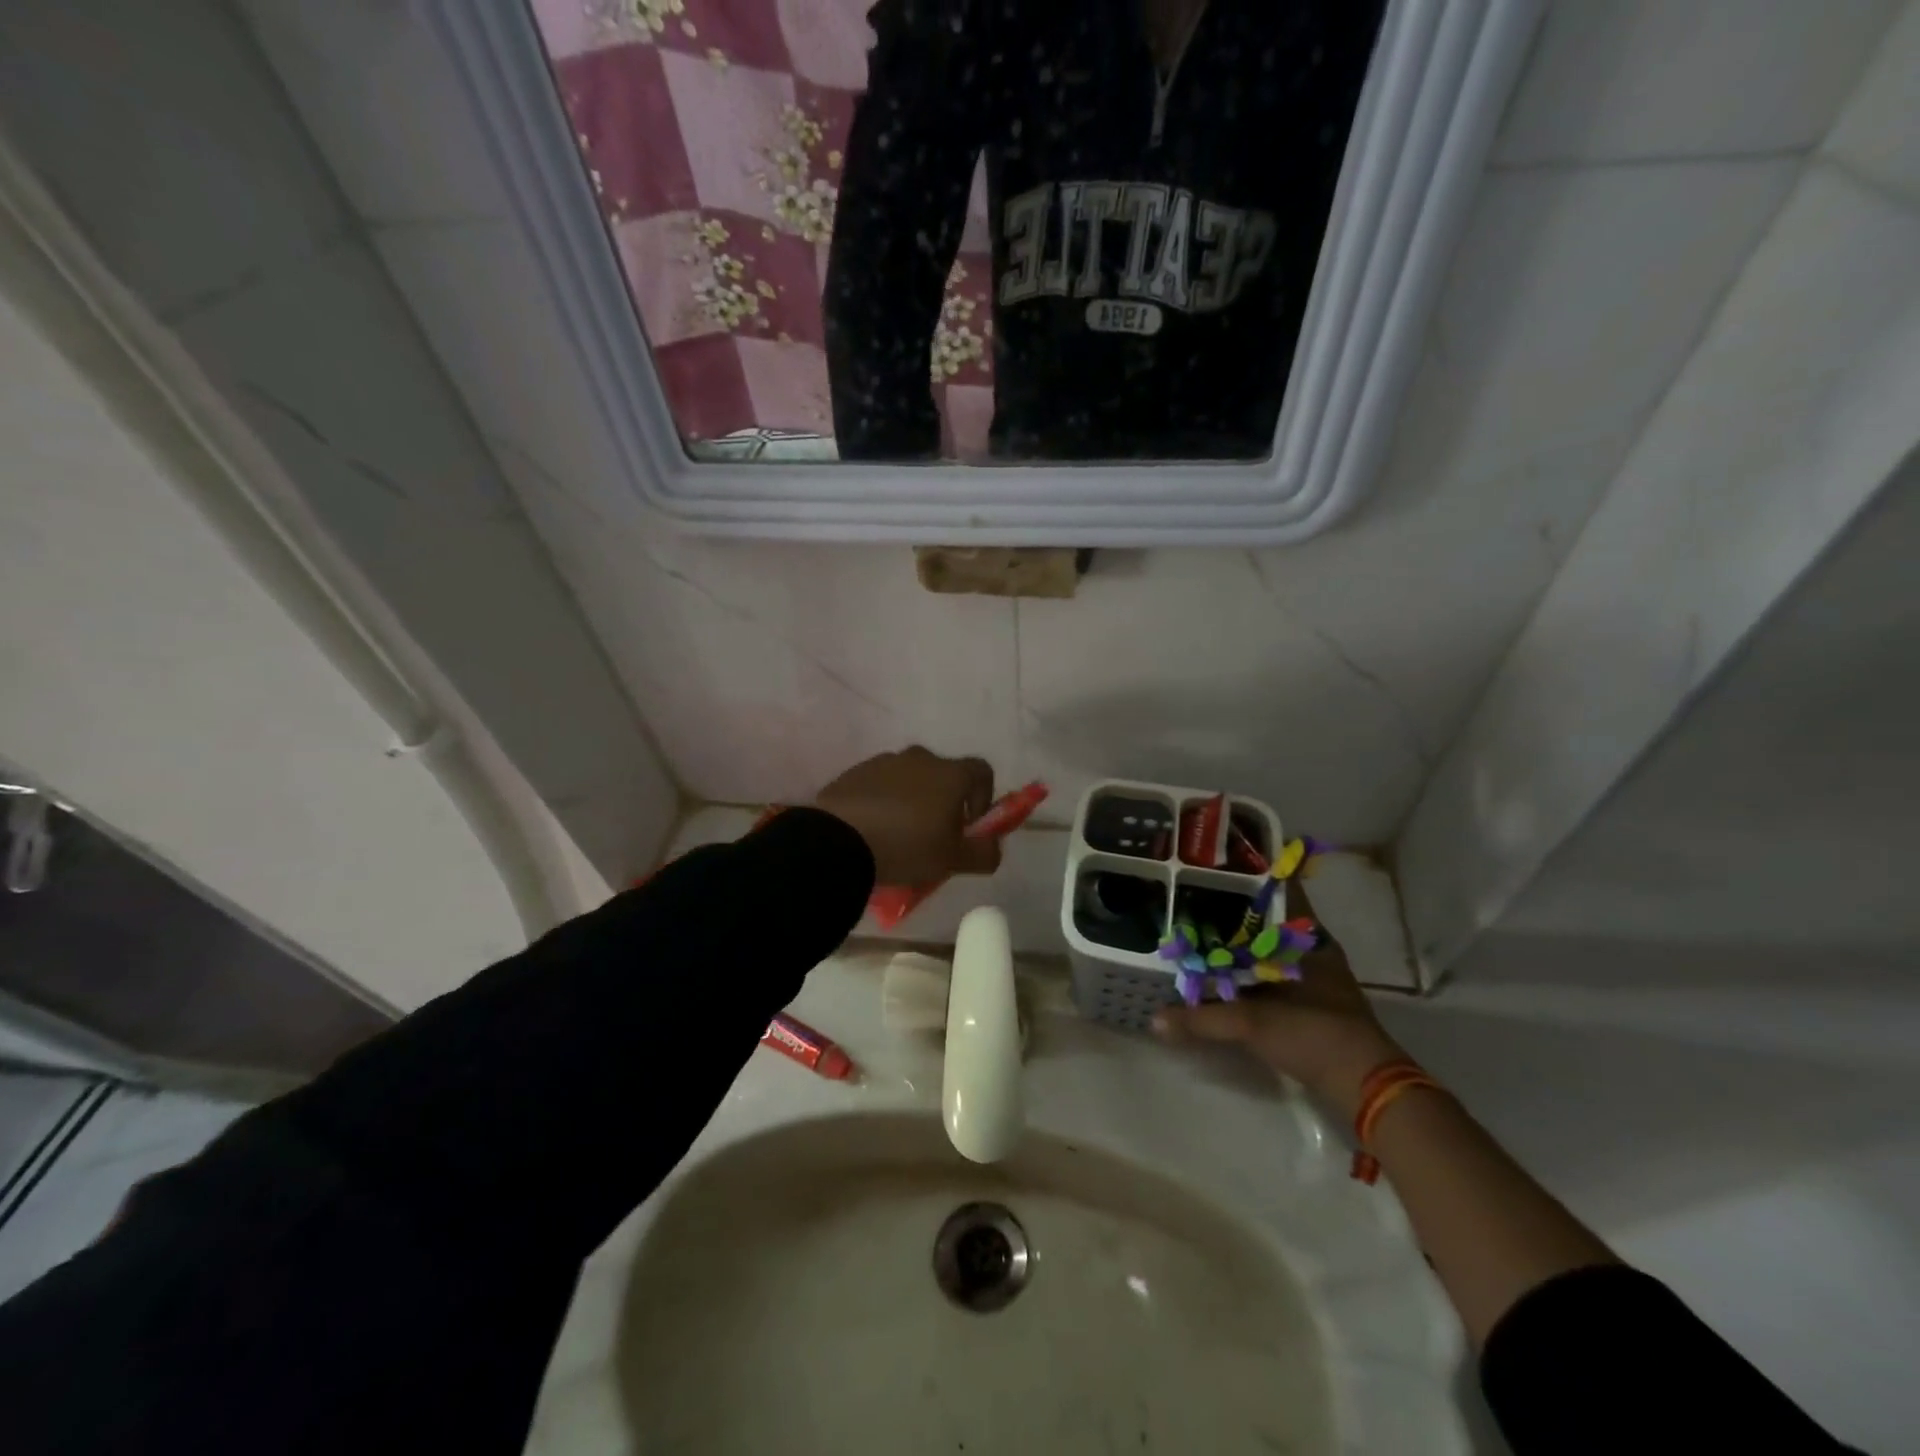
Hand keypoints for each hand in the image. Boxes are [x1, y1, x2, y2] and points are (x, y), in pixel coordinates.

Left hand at [814, 747, 1000, 886]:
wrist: (838, 840)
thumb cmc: (907, 846)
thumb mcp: (953, 860)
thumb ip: (984, 853)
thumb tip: (994, 846)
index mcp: (950, 773)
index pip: (982, 771)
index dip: (984, 797)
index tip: (971, 825)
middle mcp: (920, 757)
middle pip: (943, 775)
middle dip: (945, 802)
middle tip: (935, 836)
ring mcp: (883, 762)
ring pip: (909, 780)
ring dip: (912, 801)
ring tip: (899, 837)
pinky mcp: (854, 773)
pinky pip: (879, 786)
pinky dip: (883, 802)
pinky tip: (872, 832)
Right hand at [1152, 887, 1402, 1118]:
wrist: (1364, 1086)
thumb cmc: (1314, 1033)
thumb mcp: (1253, 1023)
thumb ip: (1203, 1018)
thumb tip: (1155, 1019)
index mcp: (1309, 939)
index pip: (1281, 891)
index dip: (1253, 876)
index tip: (1218, 866)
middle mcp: (1312, 951)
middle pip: (1271, 920)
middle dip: (1235, 911)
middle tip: (1195, 898)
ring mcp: (1313, 977)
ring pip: (1270, 948)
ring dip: (1240, 944)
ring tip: (1198, 930)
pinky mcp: (1309, 1003)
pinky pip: (1270, 974)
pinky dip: (1247, 971)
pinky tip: (1219, 972)